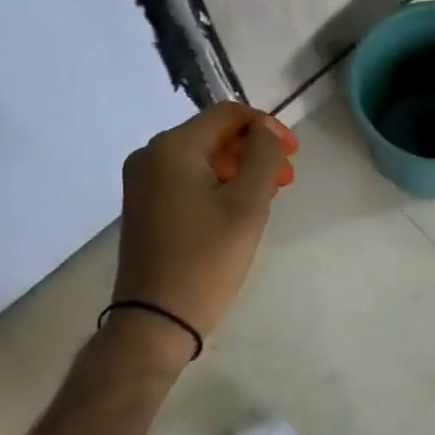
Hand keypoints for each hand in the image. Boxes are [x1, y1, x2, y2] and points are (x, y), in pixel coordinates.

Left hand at [113, 103, 294, 349]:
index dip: (266, 126)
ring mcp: (142, 181)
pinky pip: (185, 178)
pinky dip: (215, 184)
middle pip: (213, 134)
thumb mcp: (247, 205)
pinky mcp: (143, 205)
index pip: (228, 114)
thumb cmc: (206, 260)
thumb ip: (262, 156)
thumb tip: (265, 129)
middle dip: (253, 151)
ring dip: (237, 169)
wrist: (155, 320)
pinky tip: (235, 208)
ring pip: (201, 158)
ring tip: (266, 196)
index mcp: (173, 147)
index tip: (293, 154)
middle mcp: (150, 155)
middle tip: (284, 179)